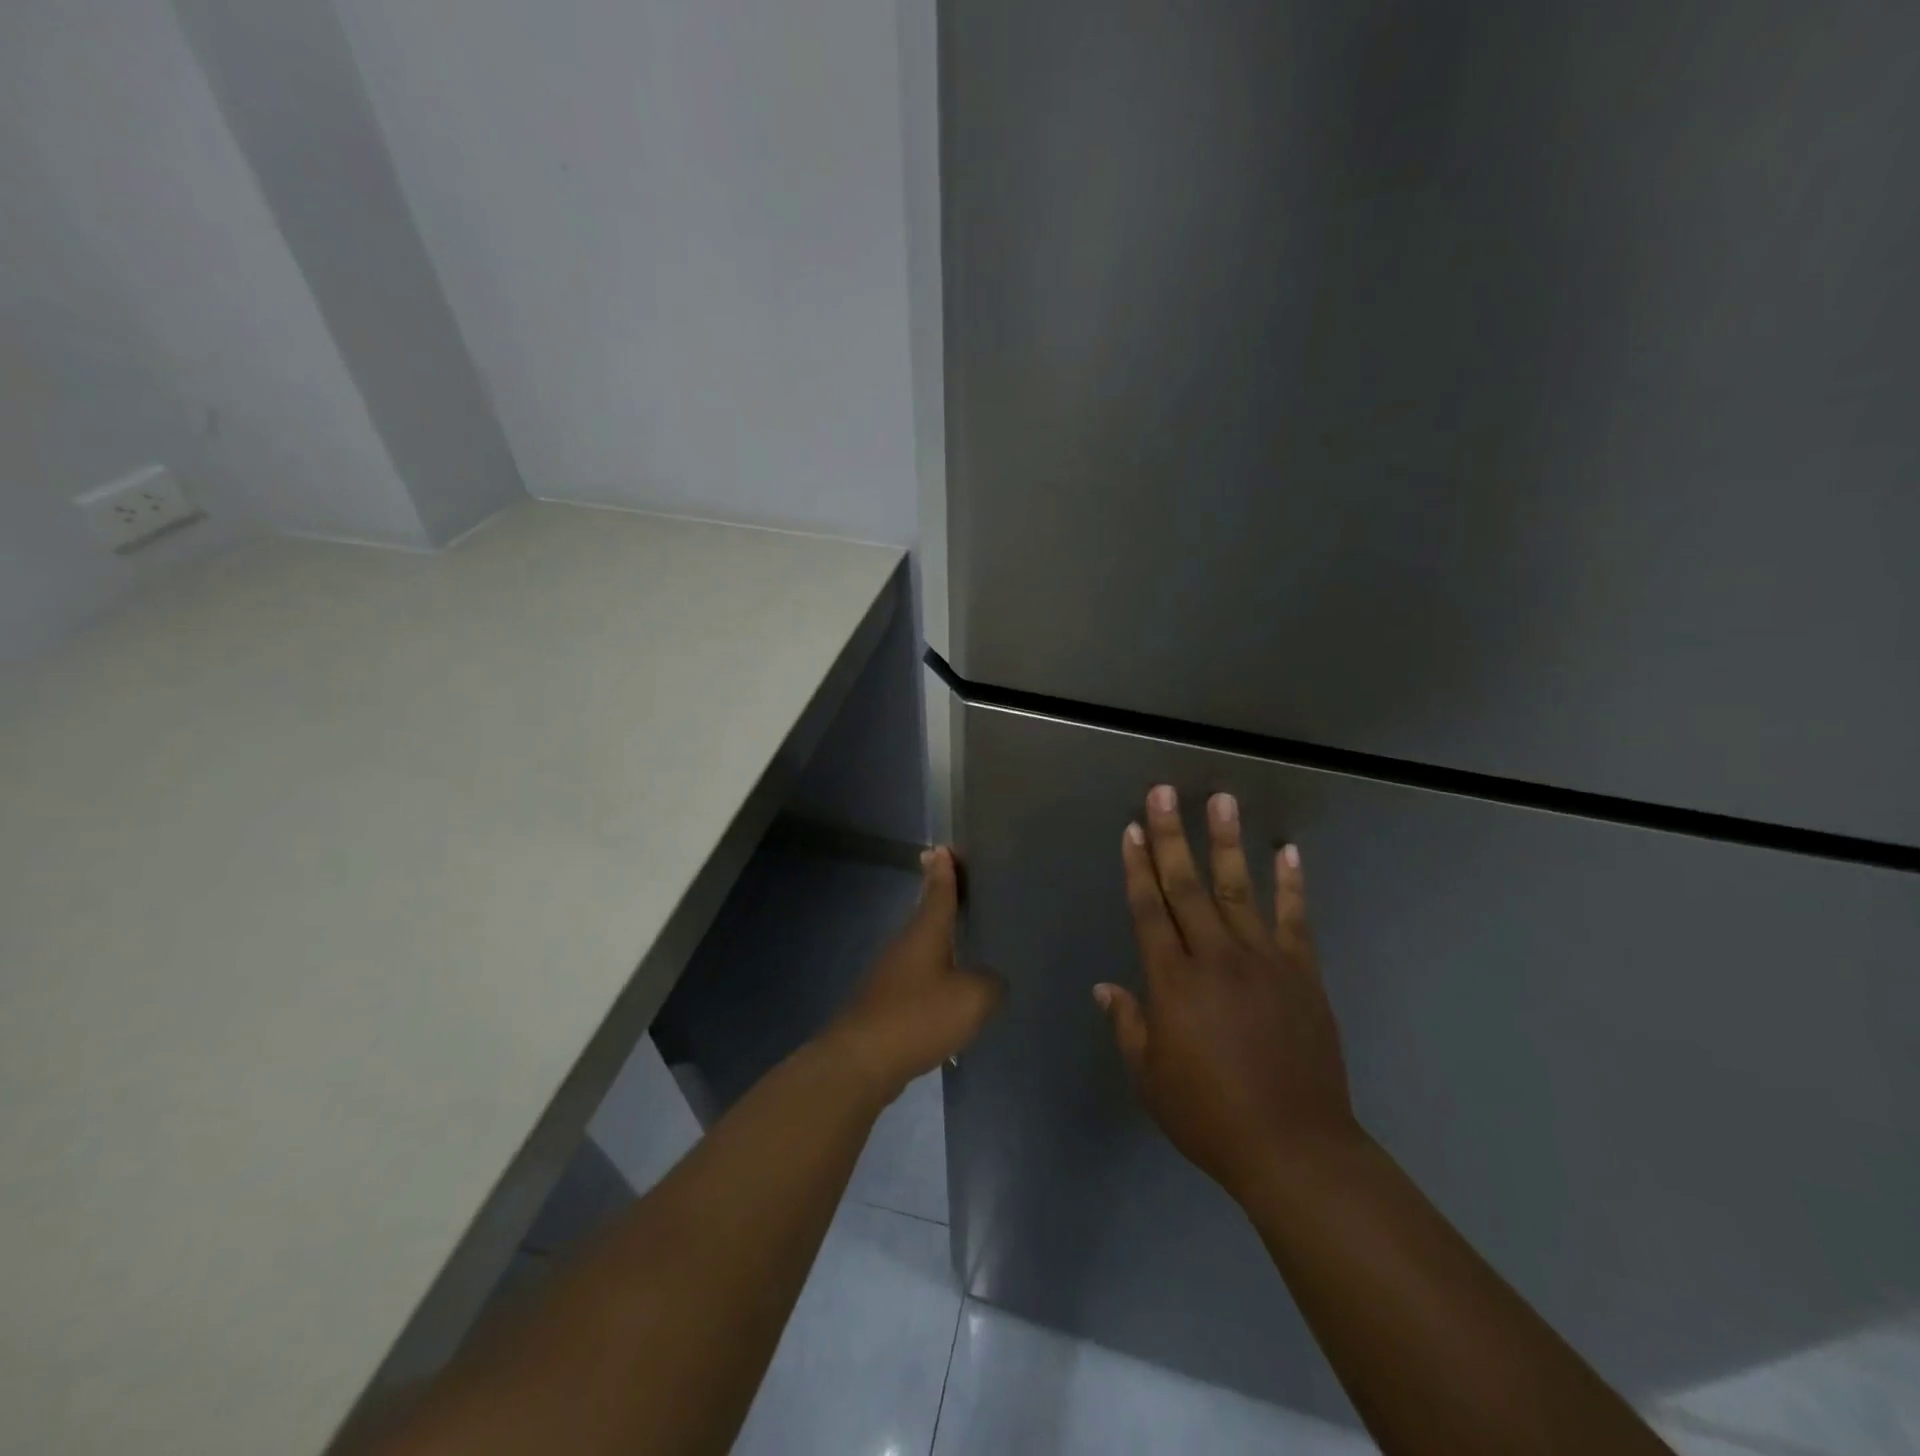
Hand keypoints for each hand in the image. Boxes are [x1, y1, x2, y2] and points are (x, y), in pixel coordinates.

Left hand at [826, 846, 1003, 1100]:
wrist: (861, 1061)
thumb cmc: (918, 1017)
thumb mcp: (972, 998)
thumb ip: (990, 984)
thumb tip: (990, 981)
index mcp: (925, 931)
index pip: (939, 890)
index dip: (946, 869)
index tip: (943, 848)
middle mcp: (905, 945)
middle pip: (927, 914)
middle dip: (941, 898)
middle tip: (959, 883)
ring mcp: (891, 974)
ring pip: (921, 947)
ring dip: (939, 940)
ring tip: (964, 939)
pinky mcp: (886, 1003)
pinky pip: (917, 979)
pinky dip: (934, 976)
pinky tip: (948, 995)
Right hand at [1096, 786, 1359, 1203]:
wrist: (1295, 1148)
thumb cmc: (1209, 1116)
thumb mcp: (1151, 1078)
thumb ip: (1128, 1025)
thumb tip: (1106, 987)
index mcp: (1173, 982)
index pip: (1149, 910)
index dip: (1137, 867)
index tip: (1131, 829)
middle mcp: (1215, 958)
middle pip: (1186, 886)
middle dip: (1171, 836)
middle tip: (1163, 793)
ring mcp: (1264, 961)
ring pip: (1238, 889)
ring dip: (1226, 842)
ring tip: (1222, 800)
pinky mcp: (1302, 974)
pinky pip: (1294, 920)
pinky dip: (1291, 884)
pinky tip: (1287, 852)